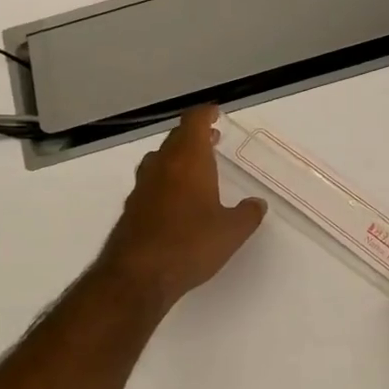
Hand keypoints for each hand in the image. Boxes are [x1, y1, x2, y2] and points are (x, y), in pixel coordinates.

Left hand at [98, 106, 265, 311]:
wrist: (138, 275)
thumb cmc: (190, 244)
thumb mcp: (231, 232)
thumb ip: (248, 214)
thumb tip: (257, 203)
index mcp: (188, 160)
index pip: (194, 122)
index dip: (205, 114)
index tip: (216, 113)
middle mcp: (162, 165)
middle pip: (176, 138)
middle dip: (194, 136)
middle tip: (212, 140)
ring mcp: (143, 186)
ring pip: (161, 159)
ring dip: (178, 157)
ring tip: (196, 168)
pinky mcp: (132, 207)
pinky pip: (152, 182)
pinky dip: (166, 180)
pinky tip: (177, 200)